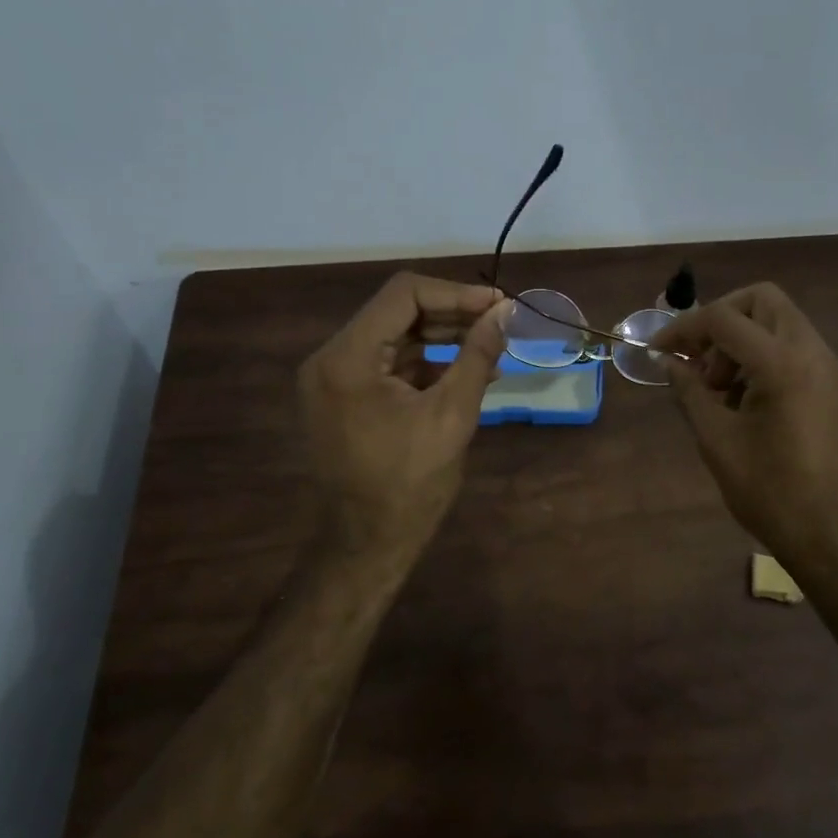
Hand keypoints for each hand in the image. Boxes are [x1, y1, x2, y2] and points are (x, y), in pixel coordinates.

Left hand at [297, 273, 508, 571]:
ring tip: (493, 345)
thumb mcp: (452, 415)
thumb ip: (478, 356)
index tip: (500, 306)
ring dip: (444, 336)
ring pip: (396, 335)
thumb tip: (506, 313)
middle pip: (398, 312)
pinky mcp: (345, 396)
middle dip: (453, 313)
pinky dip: (428, 362)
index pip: (404, 295)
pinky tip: (469, 370)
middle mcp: (331, 358)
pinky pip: (390, 363)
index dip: (457, 294)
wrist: (368, 543)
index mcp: (348, 358)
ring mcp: (335, 377)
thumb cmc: (410, 484)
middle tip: (502, 322)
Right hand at [651, 283, 837, 584]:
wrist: (834, 539)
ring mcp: (831, 369)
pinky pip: (796, 349)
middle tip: (699, 361)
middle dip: (722, 320)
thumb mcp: (718, 441)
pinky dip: (765, 357)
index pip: (724, 318)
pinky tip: (746, 401)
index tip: (658, 350)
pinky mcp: (836, 388)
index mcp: (783, 363)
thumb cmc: (770, 493)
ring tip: (719, 390)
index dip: (683, 328)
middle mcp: (814, 352)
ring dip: (744, 340)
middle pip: (763, 300)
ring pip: (781, 323)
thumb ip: (690, 392)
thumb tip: (670, 362)